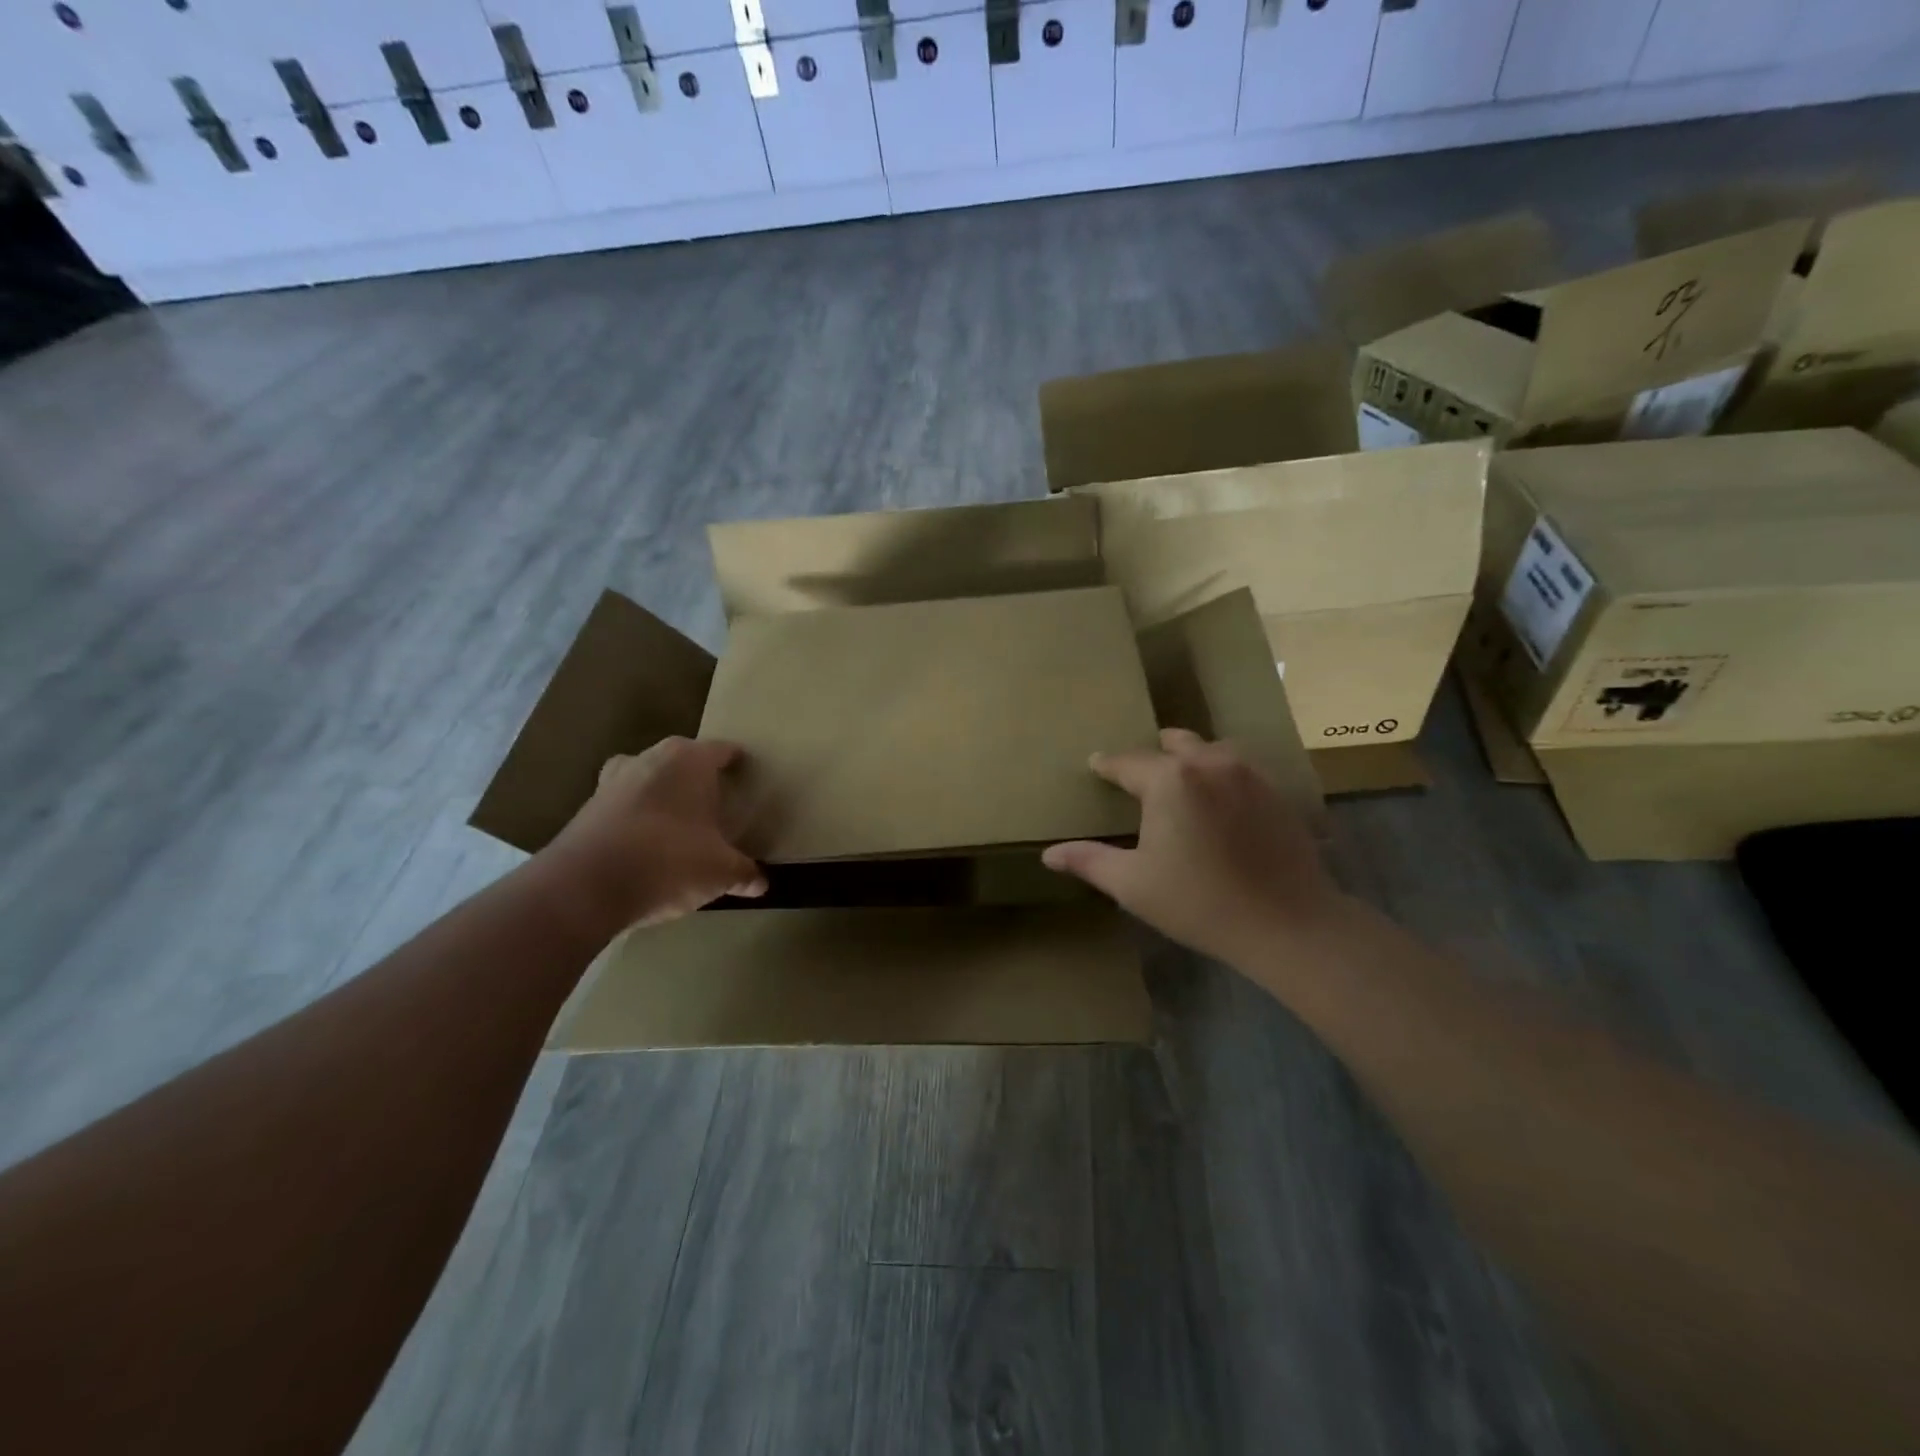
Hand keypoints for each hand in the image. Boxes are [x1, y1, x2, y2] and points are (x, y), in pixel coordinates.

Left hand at [537, 737, 765, 937]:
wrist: (585, 887)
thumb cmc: (669, 861)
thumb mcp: (719, 872)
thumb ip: (743, 872)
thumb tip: (762, 883)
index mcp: (689, 760)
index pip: (723, 751)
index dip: (738, 764)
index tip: (748, 777)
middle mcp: (650, 758)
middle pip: (683, 760)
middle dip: (698, 779)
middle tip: (716, 804)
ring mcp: (613, 781)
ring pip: (648, 779)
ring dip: (662, 796)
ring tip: (678, 824)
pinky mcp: (586, 808)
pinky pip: (623, 805)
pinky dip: (636, 819)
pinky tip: (646, 846)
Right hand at [1042, 729, 1349, 967]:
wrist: (1288, 924)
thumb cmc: (1199, 903)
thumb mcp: (1134, 885)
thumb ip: (1089, 861)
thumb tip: (1049, 854)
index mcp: (1169, 779)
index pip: (1127, 762)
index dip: (1107, 764)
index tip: (1095, 764)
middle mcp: (1209, 763)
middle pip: (1174, 743)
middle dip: (1153, 753)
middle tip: (1139, 772)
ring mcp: (1249, 774)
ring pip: (1212, 750)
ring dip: (1191, 757)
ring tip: (1180, 778)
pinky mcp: (1277, 791)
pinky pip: (1240, 768)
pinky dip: (1221, 773)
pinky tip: (1219, 798)